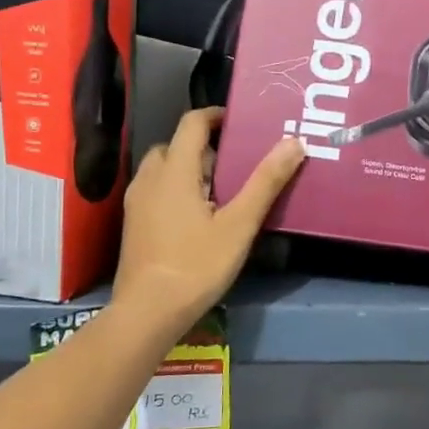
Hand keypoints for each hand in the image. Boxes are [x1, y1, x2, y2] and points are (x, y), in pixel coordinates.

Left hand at [113, 108, 302, 336]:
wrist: (147, 312)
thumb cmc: (196, 264)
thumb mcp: (239, 224)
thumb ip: (265, 182)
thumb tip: (294, 142)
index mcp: (175, 170)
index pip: (192, 123)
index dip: (216, 116)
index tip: (242, 123)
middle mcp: (150, 178)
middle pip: (177, 145)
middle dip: (206, 147)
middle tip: (237, 163)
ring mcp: (138, 202)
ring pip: (165, 168)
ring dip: (191, 169)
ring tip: (222, 190)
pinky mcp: (134, 223)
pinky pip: (157, 189)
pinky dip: (178, 188)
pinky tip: (199, 216)